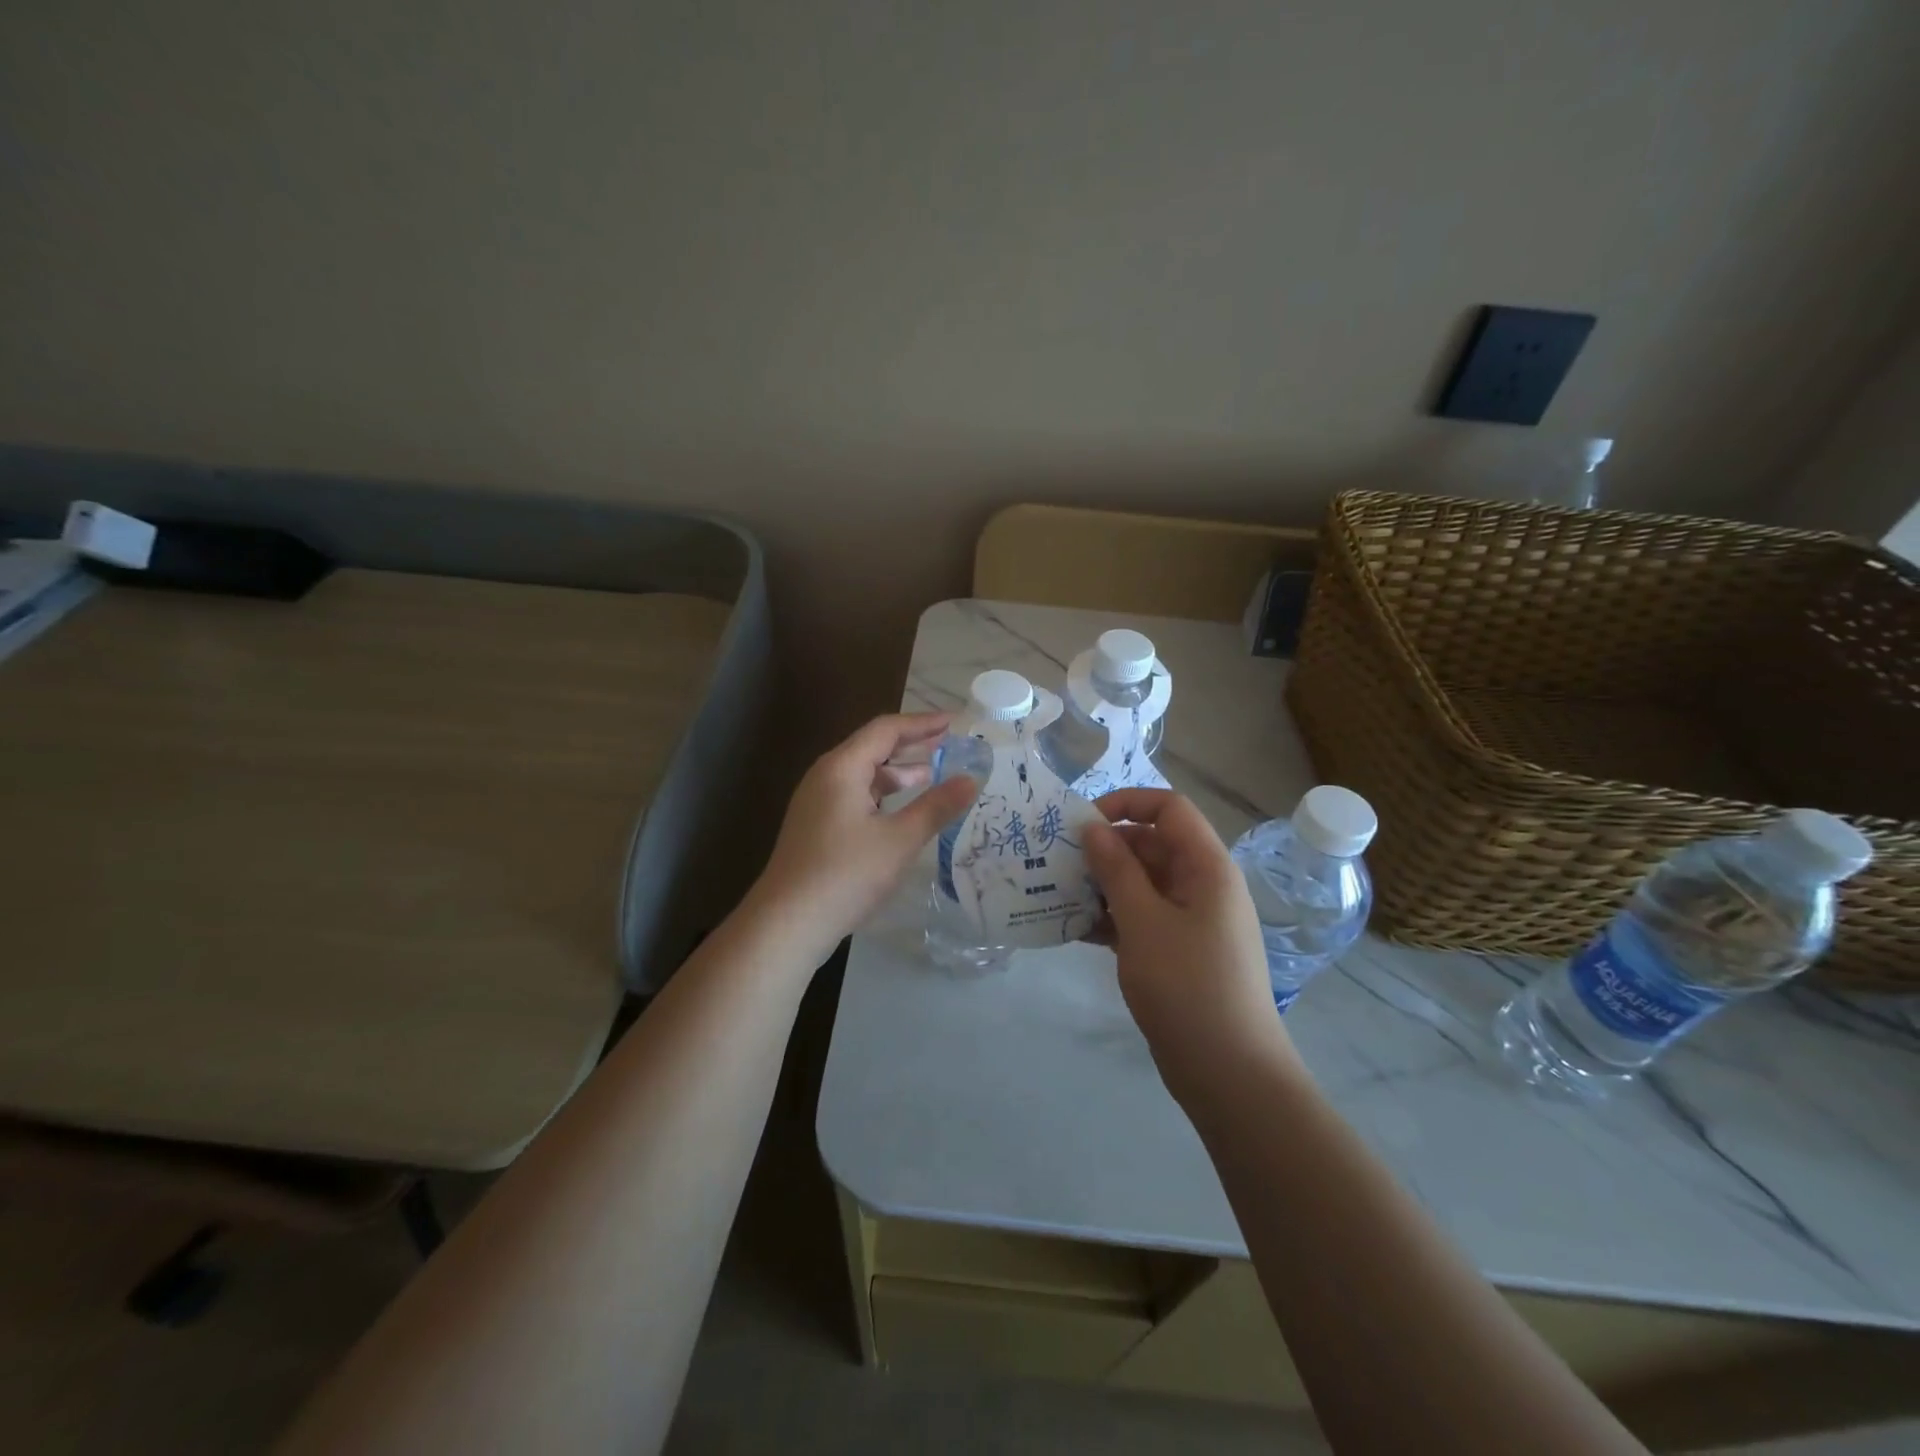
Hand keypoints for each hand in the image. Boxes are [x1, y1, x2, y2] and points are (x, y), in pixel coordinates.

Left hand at [750, 712, 977, 962]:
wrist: (787, 923)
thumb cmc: (845, 874)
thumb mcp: (899, 840)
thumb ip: (936, 807)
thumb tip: (971, 780)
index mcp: (842, 767)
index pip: (886, 729)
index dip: (922, 723)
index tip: (955, 723)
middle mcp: (826, 776)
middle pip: (872, 747)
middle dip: (912, 745)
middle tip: (949, 746)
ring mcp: (817, 802)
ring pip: (863, 775)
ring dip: (897, 772)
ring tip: (933, 775)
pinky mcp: (816, 826)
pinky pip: (855, 796)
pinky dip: (883, 795)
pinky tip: (902, 811)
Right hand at [1082, 789, 1299, 1102]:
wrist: (1229, 1073)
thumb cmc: (1188, 986)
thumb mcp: (1144, 922)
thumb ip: (1116, 869)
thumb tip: (1092, 827)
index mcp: (1207, 867)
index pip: (1169, 809)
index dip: (1126, 803)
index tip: (1083, 823)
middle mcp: (1202, 885)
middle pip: (1152, 845)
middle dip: (1106, 848)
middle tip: (1057, 862)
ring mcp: (1191, 920)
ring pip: (1142, 883)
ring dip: (1102, 884)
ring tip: (1057, 893)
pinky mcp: (1177, 951)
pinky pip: (1141, 917)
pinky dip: (1111, 917)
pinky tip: (1073, 927)